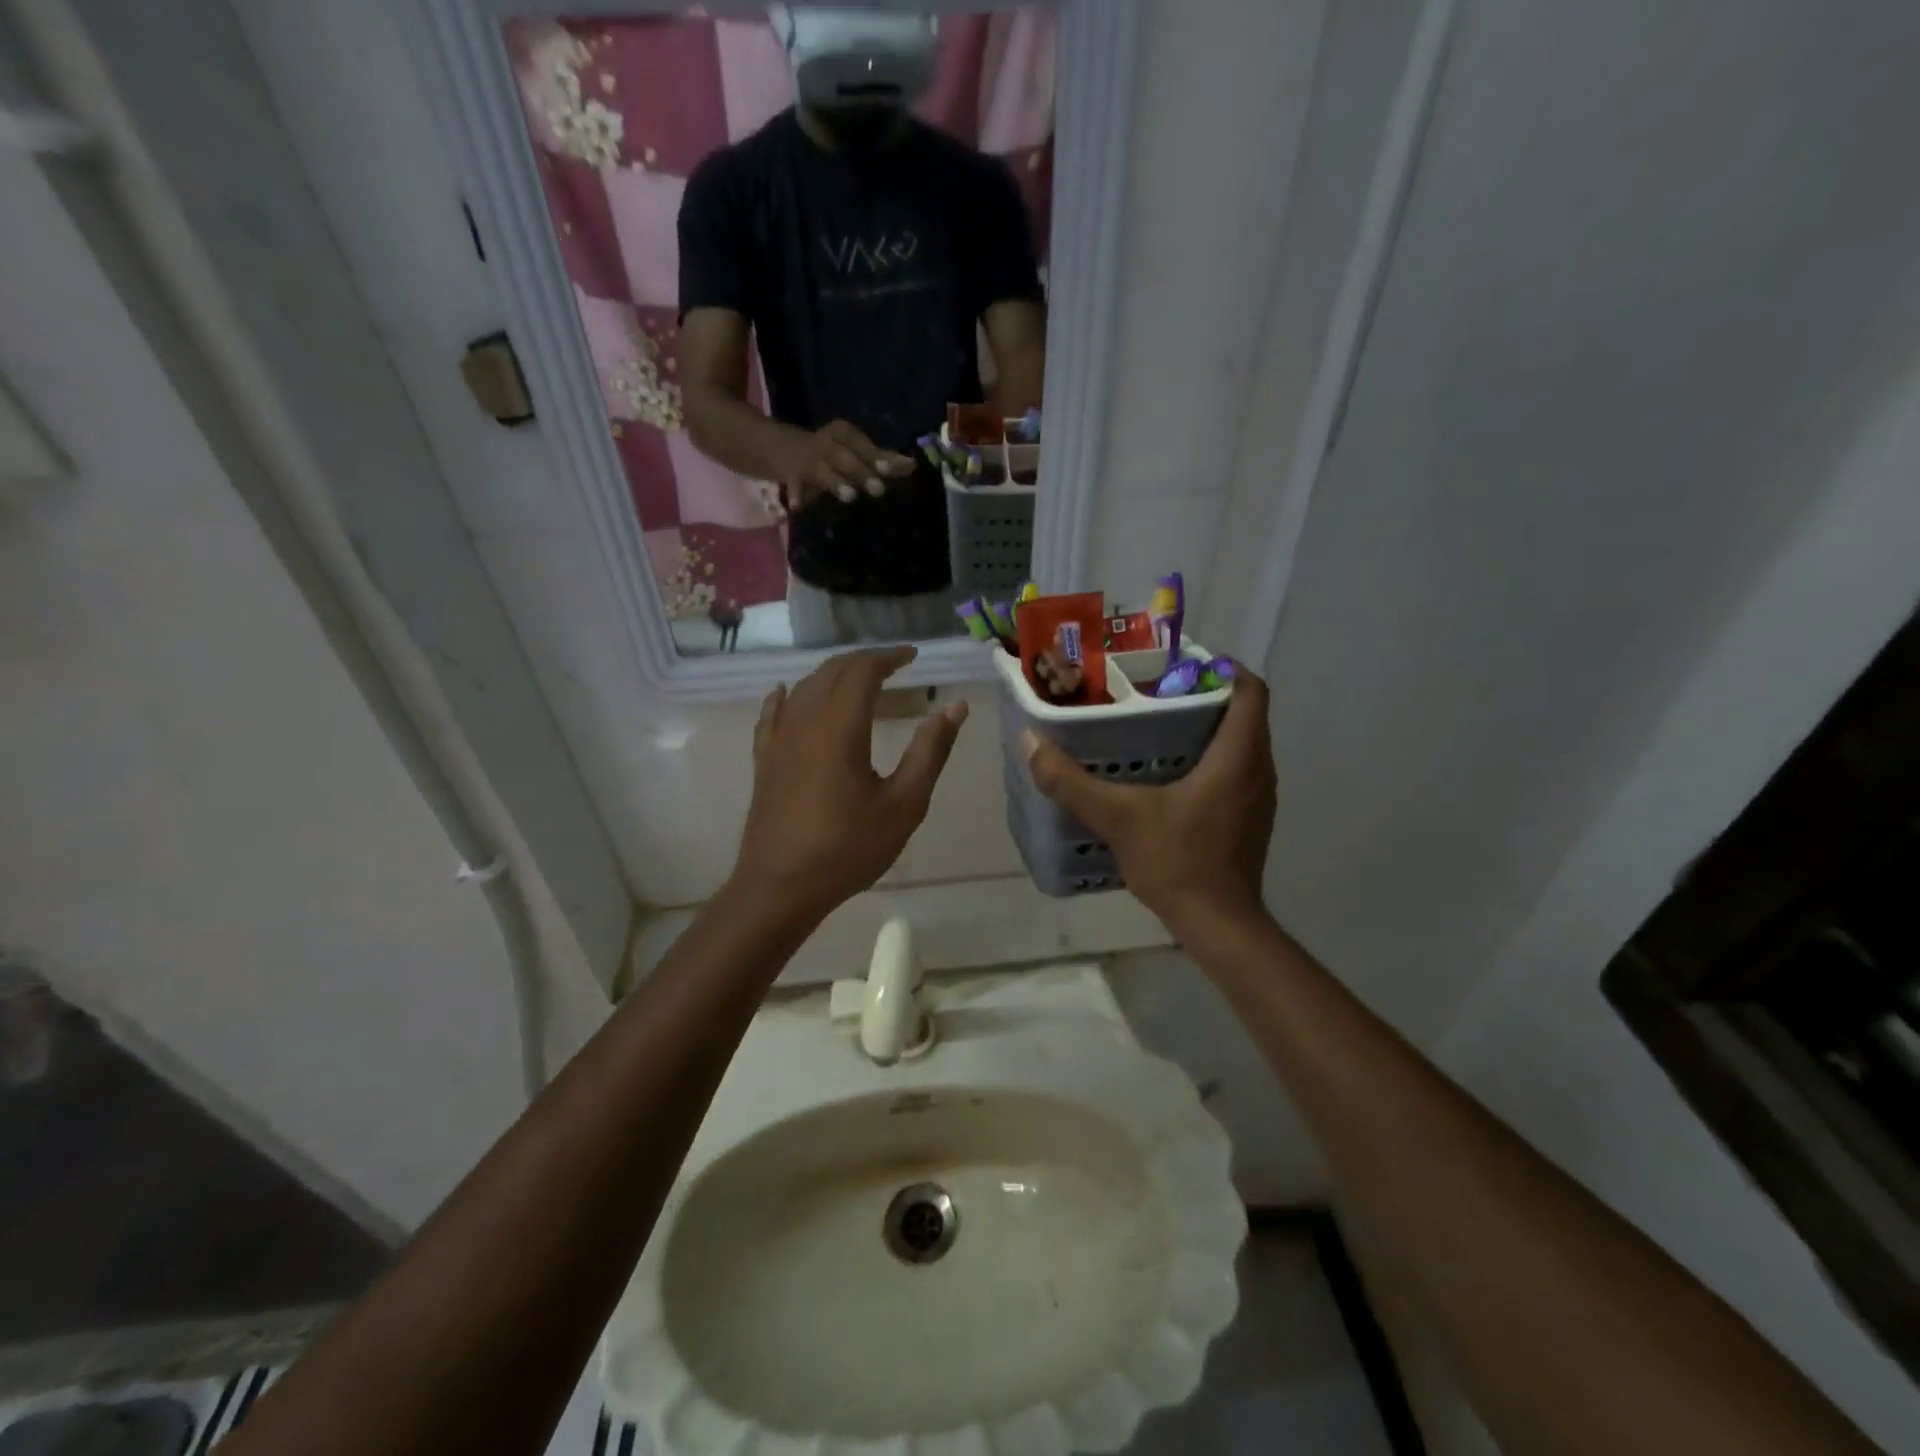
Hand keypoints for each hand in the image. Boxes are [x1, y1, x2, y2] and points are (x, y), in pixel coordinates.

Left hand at [733, 646, 968, 923]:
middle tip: (894, 664)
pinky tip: (786, 692)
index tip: (913, 656)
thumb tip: (954, 707)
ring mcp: (778, 740)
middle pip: (831, 671)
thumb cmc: (848, 849)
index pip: (863, 671)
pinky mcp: (765, 760)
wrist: (780, 887)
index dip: (889, 657)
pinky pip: (773, 714)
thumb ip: (930, 751)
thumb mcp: (904, 804)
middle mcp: (804, 721)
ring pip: (804, 688)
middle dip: (864, 661)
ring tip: (859, 679)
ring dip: (833, 675)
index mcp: (840, 727)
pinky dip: (787, 696)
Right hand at [778, 421, 914, 507]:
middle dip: (861, 471)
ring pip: (821, 471)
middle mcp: (824, 443)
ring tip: (850, 496)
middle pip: (842, 456)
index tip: (889, 469)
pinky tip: (797, 506)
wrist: (782, 449)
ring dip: (835, 482)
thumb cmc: (833, 454)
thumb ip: (882, 460)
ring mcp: (806, 460)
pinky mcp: (791, 476)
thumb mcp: (855, 452)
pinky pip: (793, 485)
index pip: (859, 441)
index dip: (874, 455)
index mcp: (841, 433)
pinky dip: (795, 494)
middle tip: (879, 490)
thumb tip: (912, 466)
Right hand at [1022, 665, 1275, 932]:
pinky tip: (1165, 774)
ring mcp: (1257, 796)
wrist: (1218, 926)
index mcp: (1239, 756)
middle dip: (1200, 696)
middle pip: (1241, 712)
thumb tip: (1030, 743)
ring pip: (1238, 743)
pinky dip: (1207, 759)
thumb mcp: (1118, 818)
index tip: (1176, 666)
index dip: (1220, 668)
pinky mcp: (1249, 818)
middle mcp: (1258, 769)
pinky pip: (1233, 769)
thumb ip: (1071, 782)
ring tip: (1153, 726)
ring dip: (1204, 729)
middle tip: (1150, 692)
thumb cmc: (1179, 863)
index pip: (1250, 689)